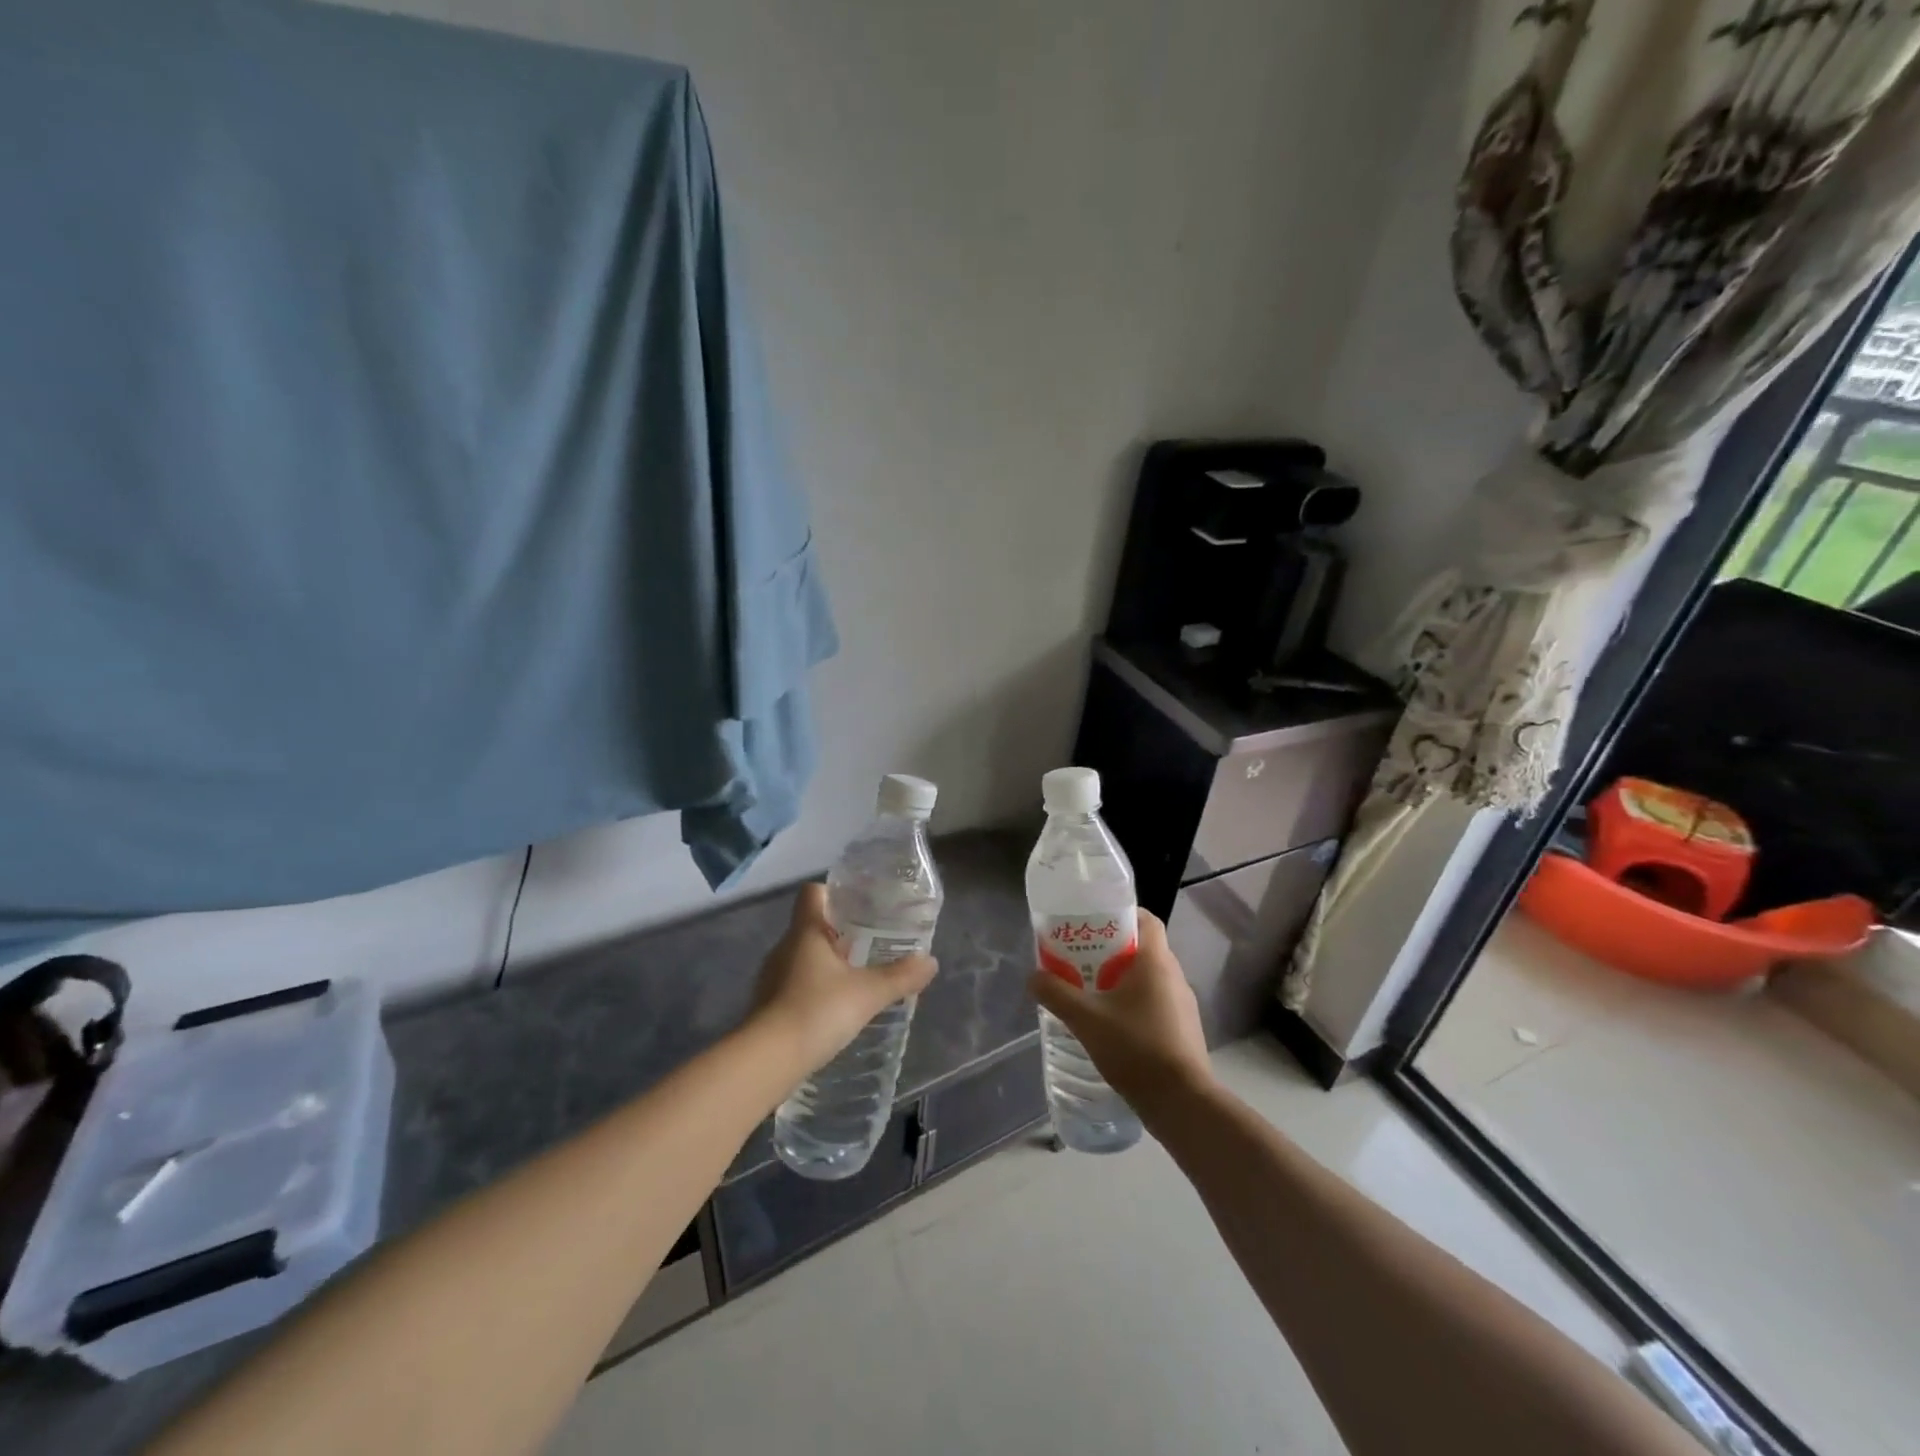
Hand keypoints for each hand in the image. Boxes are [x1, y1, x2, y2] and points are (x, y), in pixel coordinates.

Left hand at [750, 884, 936, 1078]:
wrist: (766, 1061)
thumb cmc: (816, 1011)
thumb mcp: (867, 994)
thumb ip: (900, 976)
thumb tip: (931, 961)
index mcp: (805, 931)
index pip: (813, 892)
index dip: (835, 893)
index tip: (860, 906)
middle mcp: (784, 947)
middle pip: (812, 925)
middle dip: (840, 933)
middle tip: (872, 945)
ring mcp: (771, 977)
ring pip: (803, 957)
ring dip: (827, 963)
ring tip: (857, 978)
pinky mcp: (767, 1005)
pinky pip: (795, 984)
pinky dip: (814, 989)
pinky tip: (834, 1009)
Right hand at [1028, 909, 1212, 1114]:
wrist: (1181, 1102)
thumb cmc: (1135, 1048)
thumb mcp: (1086, 1019)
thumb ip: (1057, 994)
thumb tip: (1033, 976)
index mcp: (1156, 961)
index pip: (1146, 919)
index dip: (1122, 914)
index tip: (1095, 922)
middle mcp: (1174, 975)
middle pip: (1143, 947)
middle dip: (1113, 949)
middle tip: (1082, 956)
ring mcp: (1182, 1003)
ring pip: (1150, 976)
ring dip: (1123, 978)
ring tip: (1091, 989)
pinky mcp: (1183, 1028)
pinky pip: (1156, 1001)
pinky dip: (1134, 1002)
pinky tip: (1111, 1022)